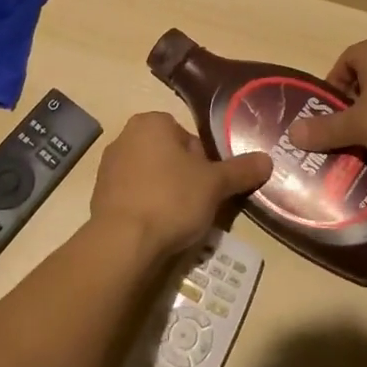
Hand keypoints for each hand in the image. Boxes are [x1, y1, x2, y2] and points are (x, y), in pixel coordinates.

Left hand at [90, 111, 273, 256]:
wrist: (122, 244)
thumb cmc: (171, 199)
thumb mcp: (216, 184)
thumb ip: (241, 170)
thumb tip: (268, 160)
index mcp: (151, 122)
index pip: (190, 138)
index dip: (205, 164)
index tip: (209, 187)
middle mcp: (125, 136)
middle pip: (171, 156)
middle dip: (185, 178)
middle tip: (197, 205)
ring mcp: (108, 167)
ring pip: (152, 177)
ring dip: (165, 194)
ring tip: (178, 222)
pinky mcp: (98, 196)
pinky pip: (133, 197)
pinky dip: (146, 209)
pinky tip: (156, 230)